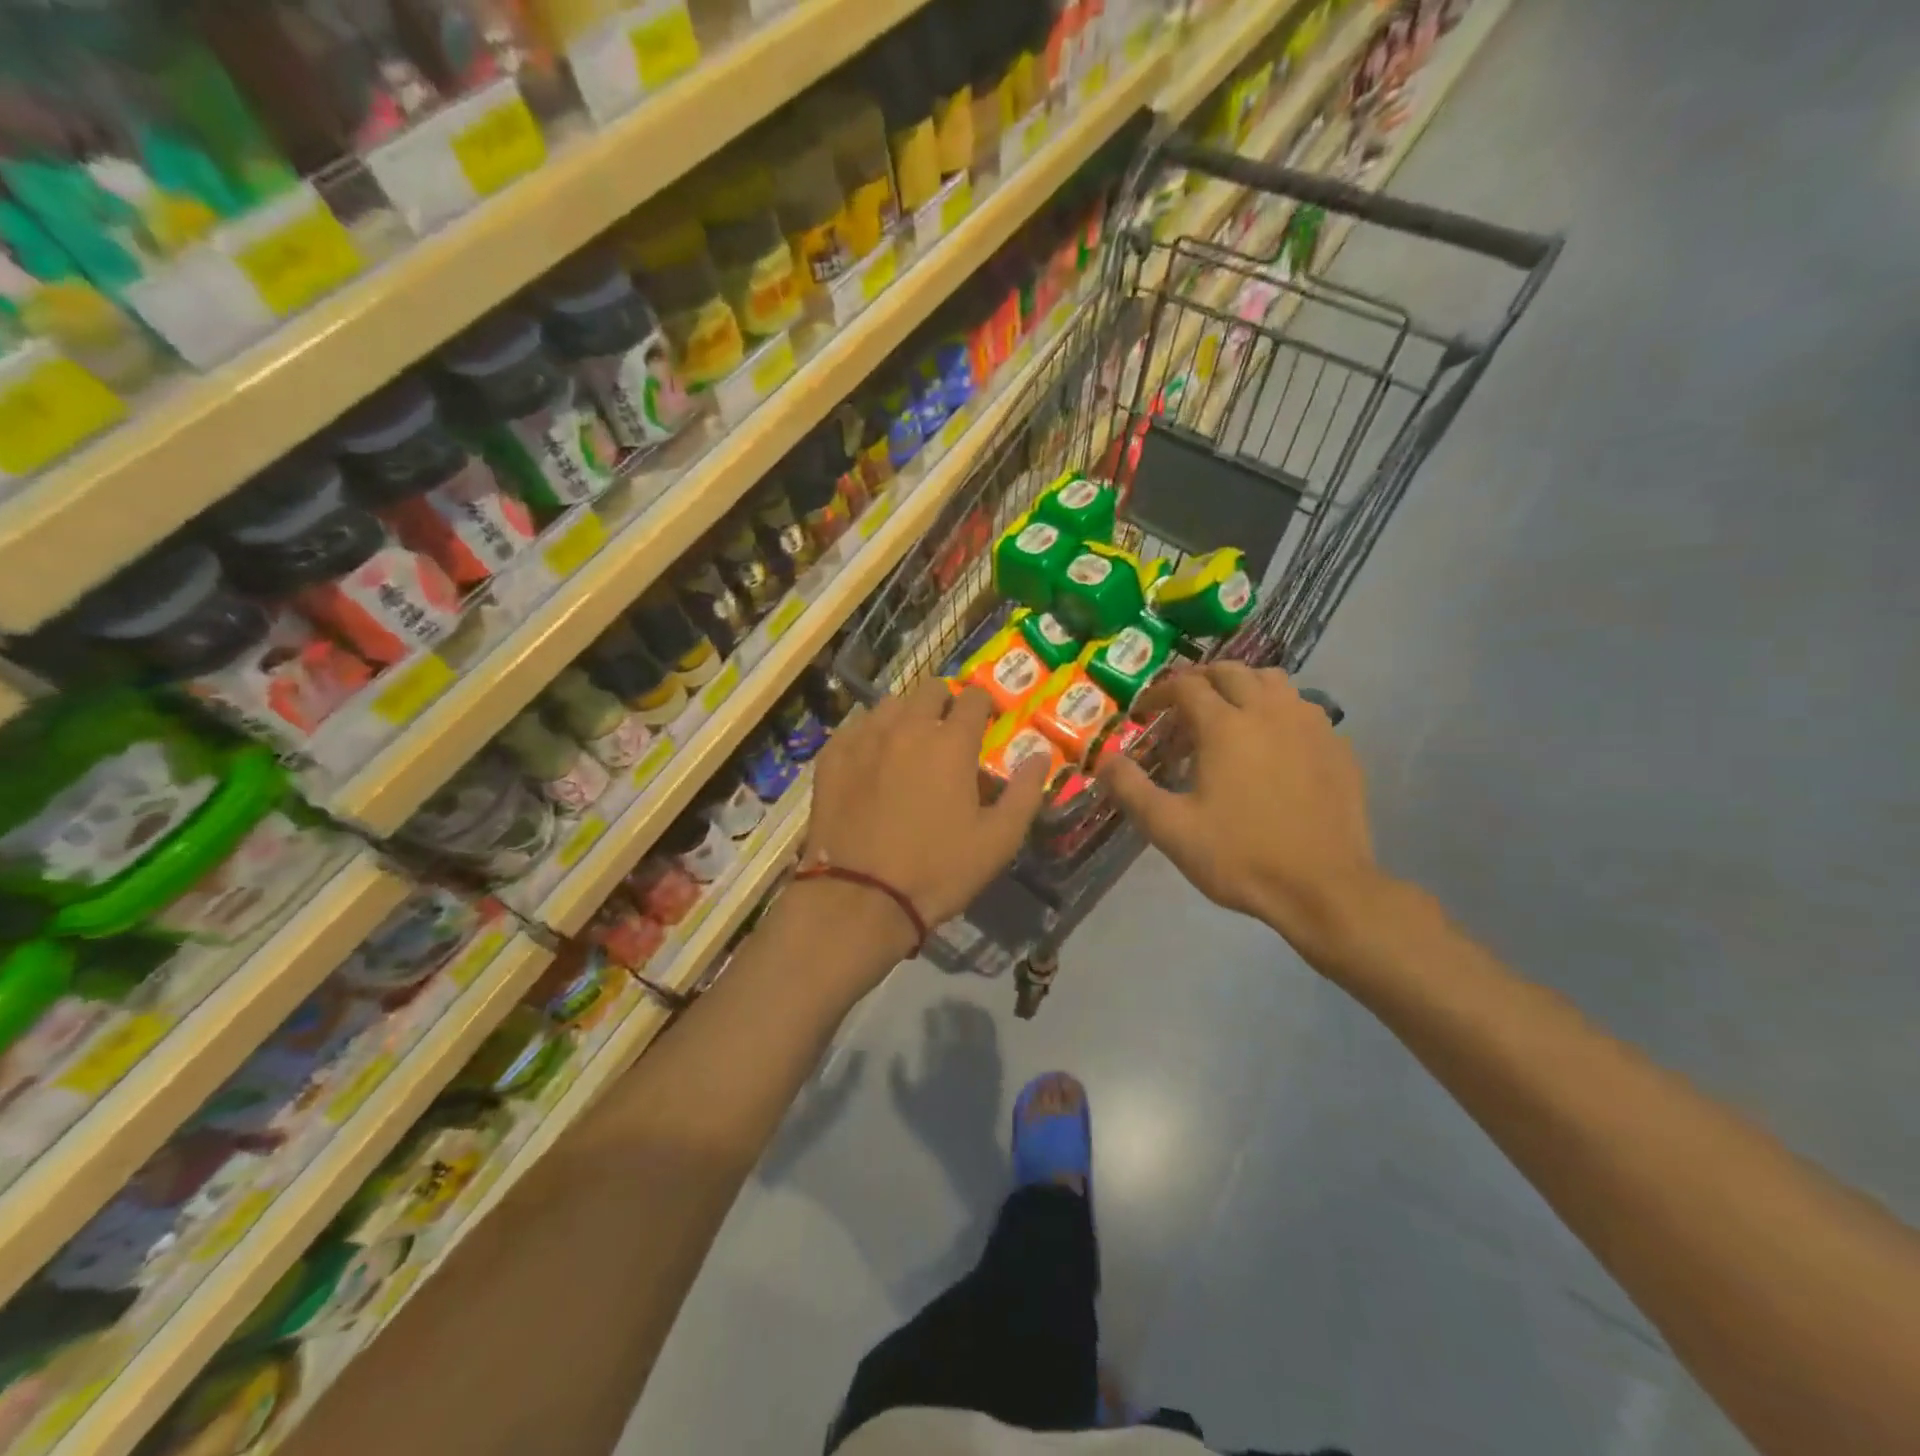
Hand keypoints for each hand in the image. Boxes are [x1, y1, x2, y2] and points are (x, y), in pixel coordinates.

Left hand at [804, 680, 1049, 946]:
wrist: (860, 897)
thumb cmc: (938, 870)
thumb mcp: (998, 840)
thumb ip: (1025, 793)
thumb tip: (1041, 755)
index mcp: (951, 743)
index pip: (974, 698)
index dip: (984, 706)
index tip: (986, 722)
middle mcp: (907, 728)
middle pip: (929, 690)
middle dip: (944, 703)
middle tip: (947, 733)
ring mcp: (864, 739)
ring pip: (890, 705)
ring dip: (906, 715)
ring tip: (908, 744)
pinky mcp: (831, 757)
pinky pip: (855, 728)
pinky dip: (870, 734)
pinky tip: (871, 759)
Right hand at [1097, 663, 1386, 956]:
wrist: (1324, 888)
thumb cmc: (1240, 857)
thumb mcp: (1171, 829)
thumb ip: (1131, 790)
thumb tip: (1104, 760)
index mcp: (1226, 726)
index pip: (1186, 685)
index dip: (1159, 693)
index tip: (1145, 713)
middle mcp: (1269, 711)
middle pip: (1232, 671)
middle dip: (1201, 680)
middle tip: (1183, 706)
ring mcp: (1311, 726)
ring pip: (1274, 682)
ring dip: (1244, 687)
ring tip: (1229, 715)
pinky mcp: (1338, 747)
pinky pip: (1303, 710)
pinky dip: (1279, 712)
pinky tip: (1273, 745)